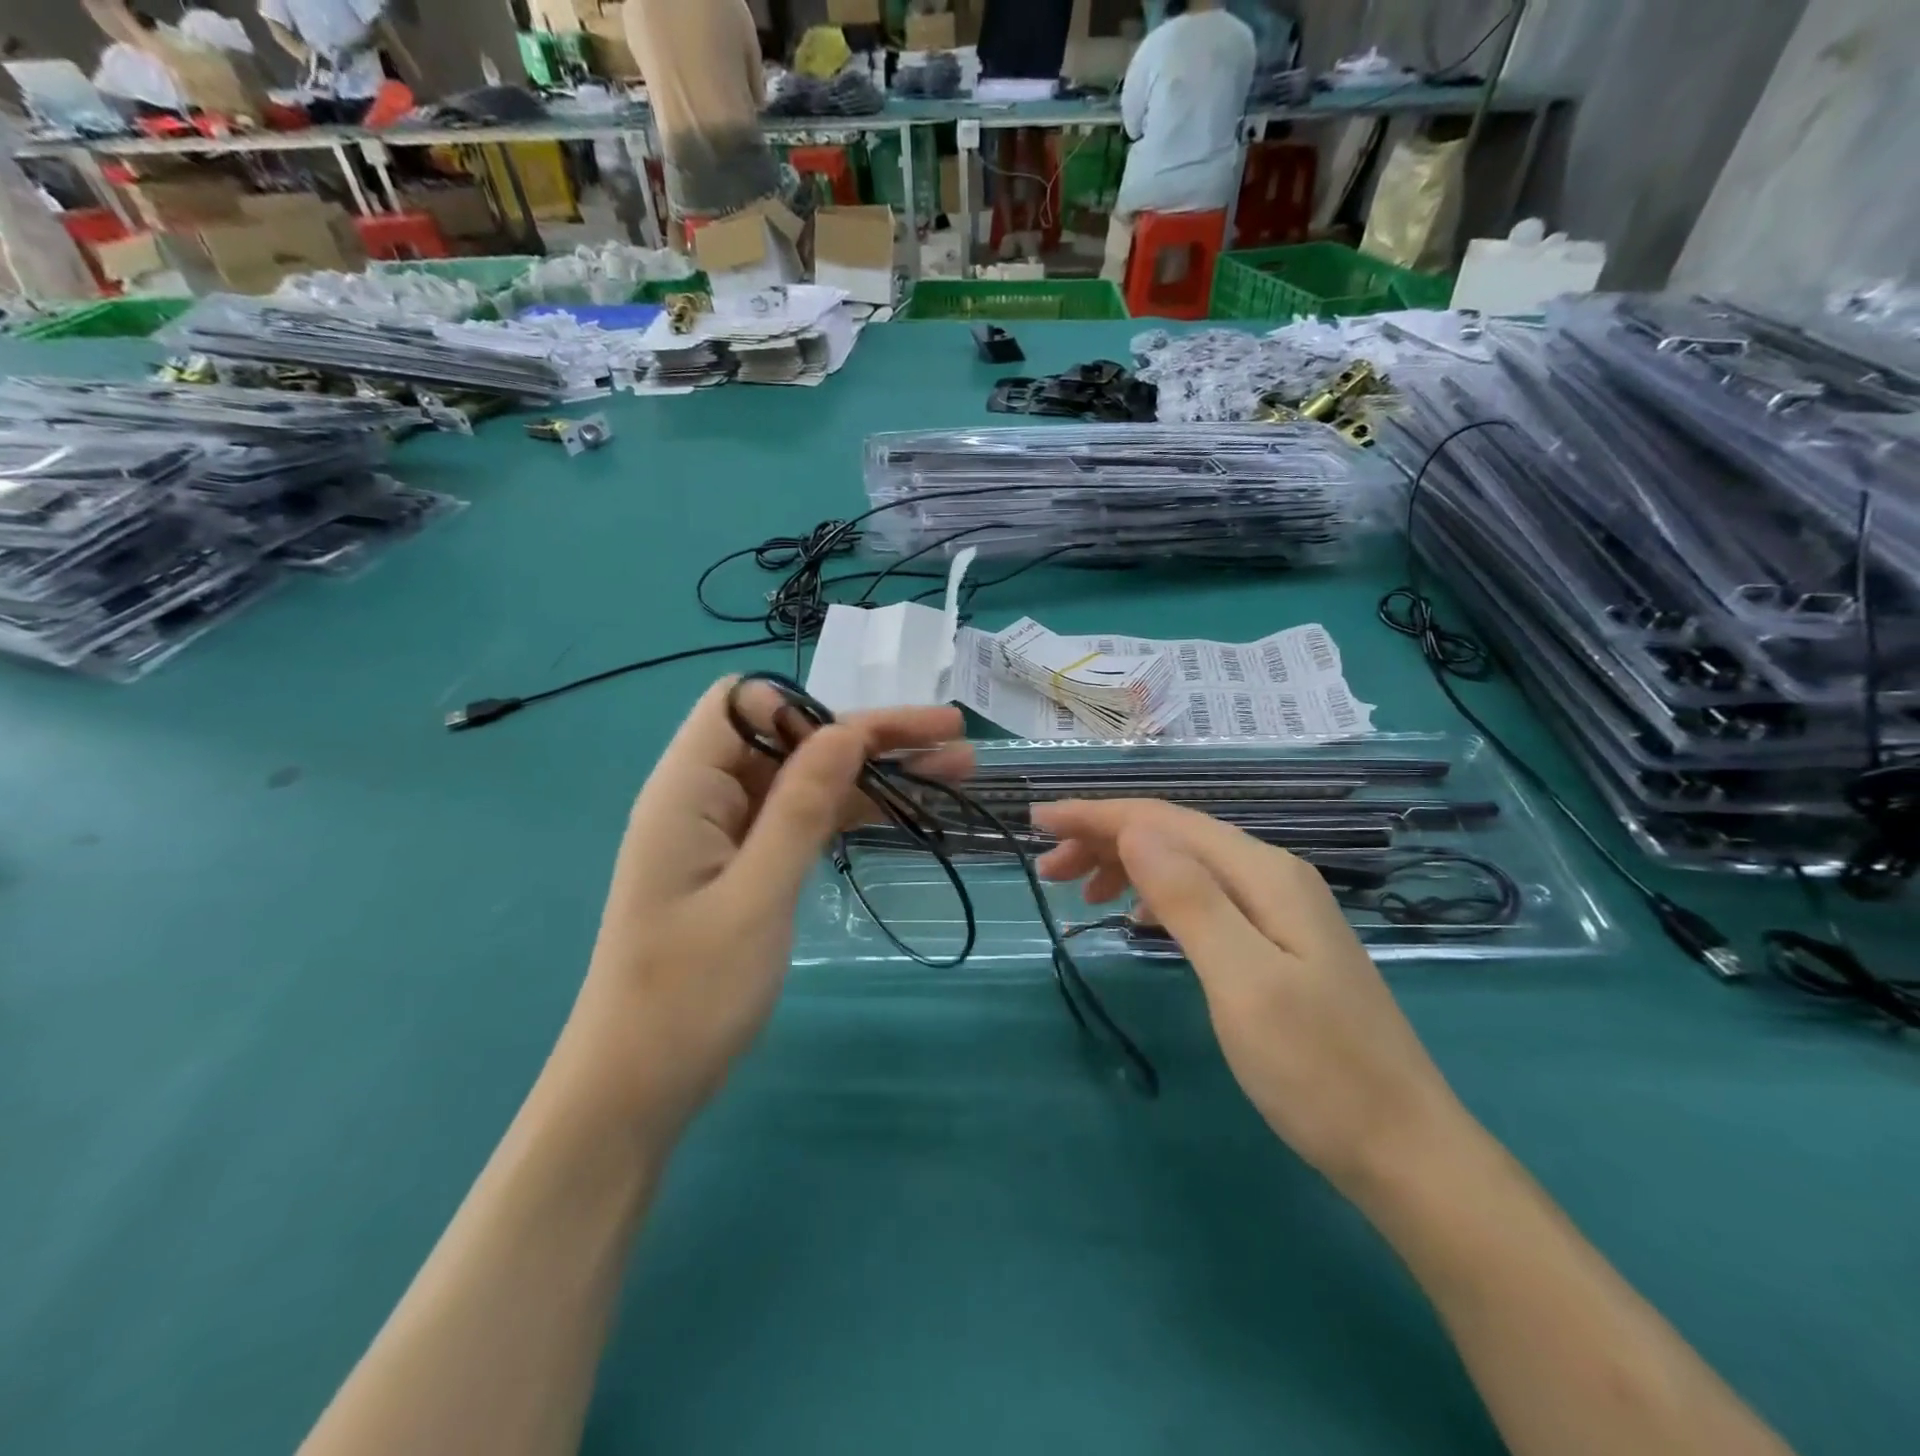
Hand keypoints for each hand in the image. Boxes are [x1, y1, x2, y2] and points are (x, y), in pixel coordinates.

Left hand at [557, 679, 971, 1142]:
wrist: (635, 1091)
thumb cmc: (688, 996)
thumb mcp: (757, 896)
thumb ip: (801, 807)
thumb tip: (845, 730)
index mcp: (686, 789)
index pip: (744, 703)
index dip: (807, 709)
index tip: (866, 745)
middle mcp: (704, 798)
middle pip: (790, 737)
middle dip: (868, 733)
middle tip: (952, 736)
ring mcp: (725, 835)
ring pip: (805, 780)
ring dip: (873, 772)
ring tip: (956, 769)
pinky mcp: (743, 868)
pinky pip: (801, 821)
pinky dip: (851, 813)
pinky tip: (905, 814)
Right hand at [1032, 800, 1463, 1193]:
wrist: (1404, 1149)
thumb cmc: (1317, 1070)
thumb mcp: (1242, 981)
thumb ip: (1190, 899)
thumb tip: (1135, 830)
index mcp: (1262, 874)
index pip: (1163, 821)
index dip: (1095, 815)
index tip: (1037, 821)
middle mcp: (1271, 876)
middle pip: (1173, 835)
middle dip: (1104, 839)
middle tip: (1046, 869)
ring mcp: (1278, 909)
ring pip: (1186, 863)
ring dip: (1127, 865)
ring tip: (1078, 892)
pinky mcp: (1278, 942)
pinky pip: (1202, 896)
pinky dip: (1157, 895)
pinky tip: (1138, 918)